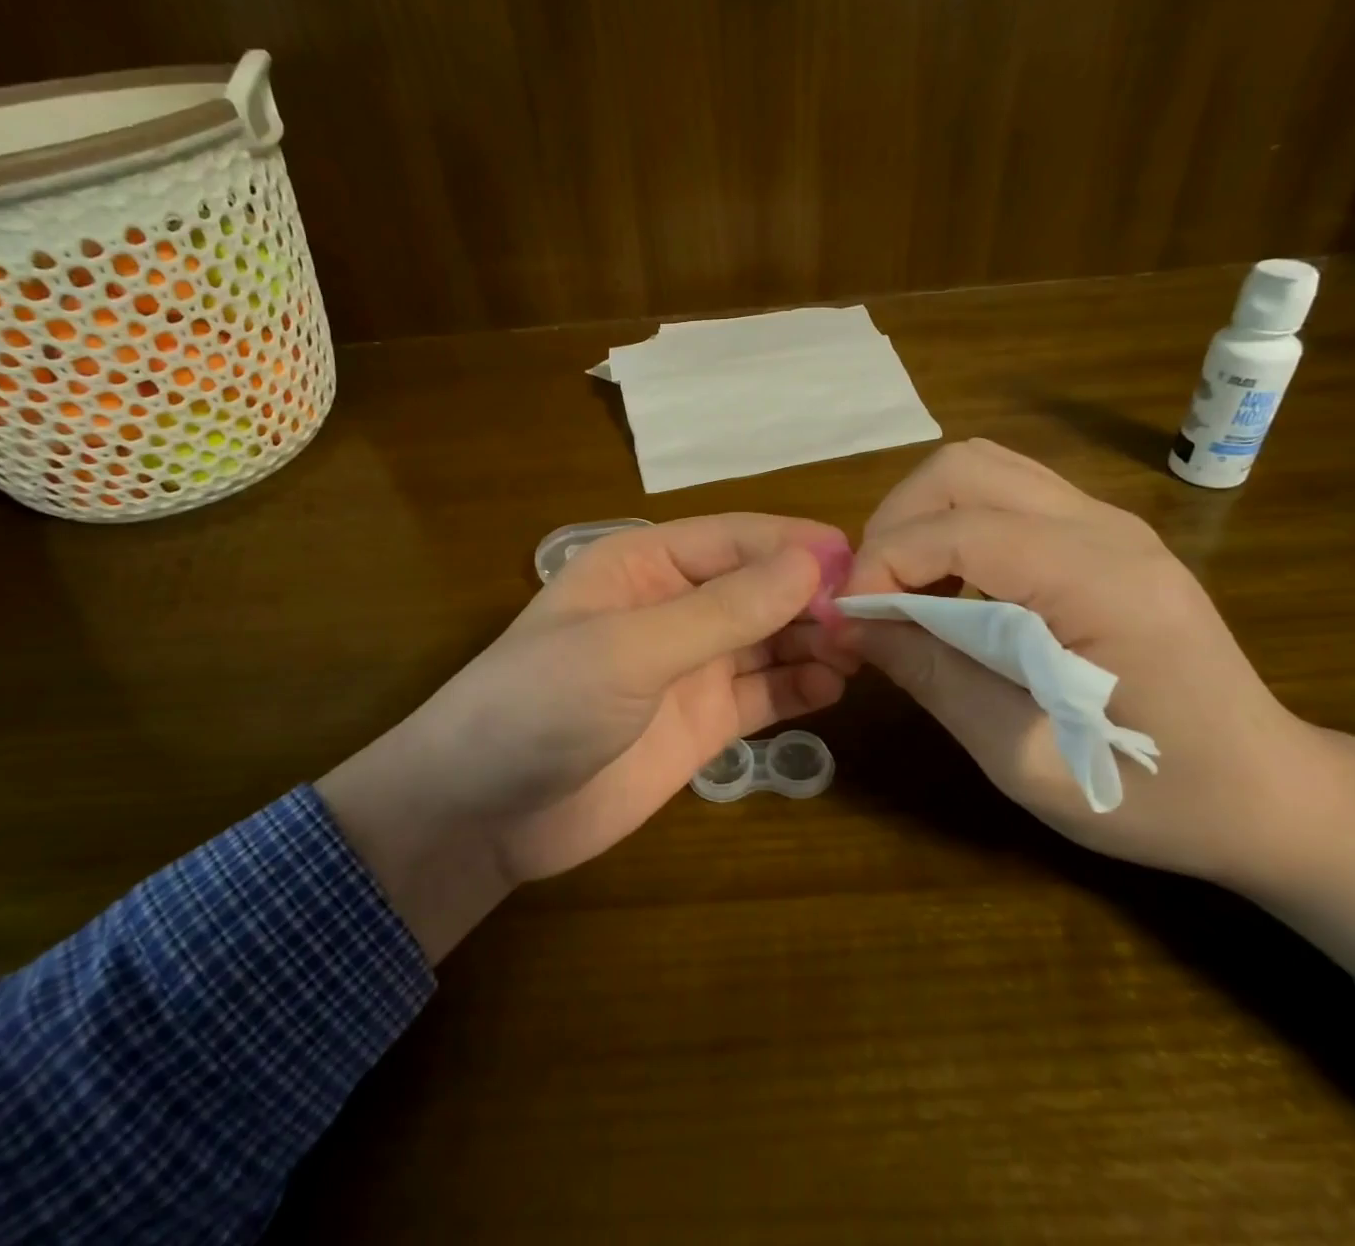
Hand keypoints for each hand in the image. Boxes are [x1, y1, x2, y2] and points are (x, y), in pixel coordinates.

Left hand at [317, 515, 854, 959]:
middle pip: (759, 587)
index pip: (735, 539)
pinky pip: (764, 694)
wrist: (483, 815)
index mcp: (645, 565)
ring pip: (769, 639)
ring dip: (814, 640)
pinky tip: (834, 688)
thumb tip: (811, 560)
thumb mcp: (630, 649)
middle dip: (812, 596)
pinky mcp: (702, 723)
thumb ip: (722, 610)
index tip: (859, 561)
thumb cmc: (540, 705)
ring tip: (861, 652)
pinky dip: (800, 687)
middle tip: (872, 616)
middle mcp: (673, 607)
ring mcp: (690, 667)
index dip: (794, 545)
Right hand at [845, 441, 1354, 976]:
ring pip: (980, 468)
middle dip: (894, 523)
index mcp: (1101, 585)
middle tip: (871, 595)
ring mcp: (1108, 522)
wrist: (1270, 794)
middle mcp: (1106, 528)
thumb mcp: (1025, 759)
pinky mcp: (1102, 533)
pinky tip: (948, 585)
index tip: (849, 619)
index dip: (883, 563)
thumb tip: (851, 626)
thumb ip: (933, 677)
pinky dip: (952, 525)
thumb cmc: (1154, 796)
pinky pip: (1004, 494)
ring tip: (901, 588)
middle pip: (962, 467)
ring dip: (921, 518)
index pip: (960, 529)